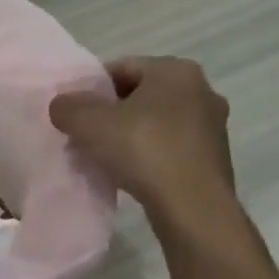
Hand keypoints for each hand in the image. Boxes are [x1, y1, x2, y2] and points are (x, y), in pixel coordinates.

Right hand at [49, 57, 241, 239]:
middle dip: (111, 113)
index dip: (93, 89)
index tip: (76, 113)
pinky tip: (131, 174)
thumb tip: (62, 105)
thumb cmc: (145, 151)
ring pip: (156, 123)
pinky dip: (149, 155)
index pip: (122, 68)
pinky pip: (171, 147)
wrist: (194, 211)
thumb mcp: (91, 124)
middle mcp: (202, 91)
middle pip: (140, 95)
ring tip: (105, 157)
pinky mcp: (215, 159)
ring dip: (130, 135)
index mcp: (176, 70)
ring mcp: (213, 127)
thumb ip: (68, 107)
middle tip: (86, 134)